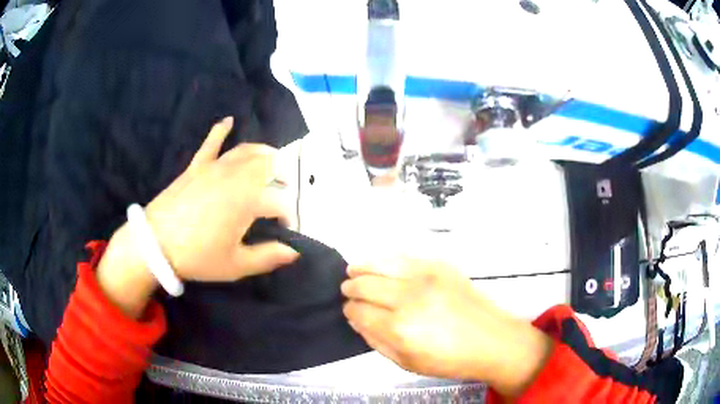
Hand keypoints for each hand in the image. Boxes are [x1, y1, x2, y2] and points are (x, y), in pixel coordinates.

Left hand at [144, 117, 299, 281]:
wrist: (155, 244)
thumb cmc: (197, 256)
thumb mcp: (235, 265)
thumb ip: (268, 257)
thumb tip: (294, 252)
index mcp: (247, 201)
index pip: (279, 203)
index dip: (287, 217)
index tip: (286, 231)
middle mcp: (235, 177)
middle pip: (268, 167)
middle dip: (283, 176)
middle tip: (286, 190)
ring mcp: (214, 168)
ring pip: (246, 151)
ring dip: (264, 152)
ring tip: (274, 158)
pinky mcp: (197, 166)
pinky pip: (211, 143)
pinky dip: (221, 131)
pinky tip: (229, 121)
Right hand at [341, 258, 552, 396]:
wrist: (492, 340)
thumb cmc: (449, 360)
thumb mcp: (406, 362)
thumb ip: (376, 340)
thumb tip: (356, 319)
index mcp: (399, 328)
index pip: (359, 311)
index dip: (349, 310)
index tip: (349, 310)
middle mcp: (409, 298)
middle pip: (365, 284)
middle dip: (351, 287)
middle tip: (348, 290)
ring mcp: (426, 277)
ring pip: (381, 263)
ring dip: (363, 266)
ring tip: (354, 270)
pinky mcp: (440, 265)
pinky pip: (404, 256)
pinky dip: (386, 259)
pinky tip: (381, 264)